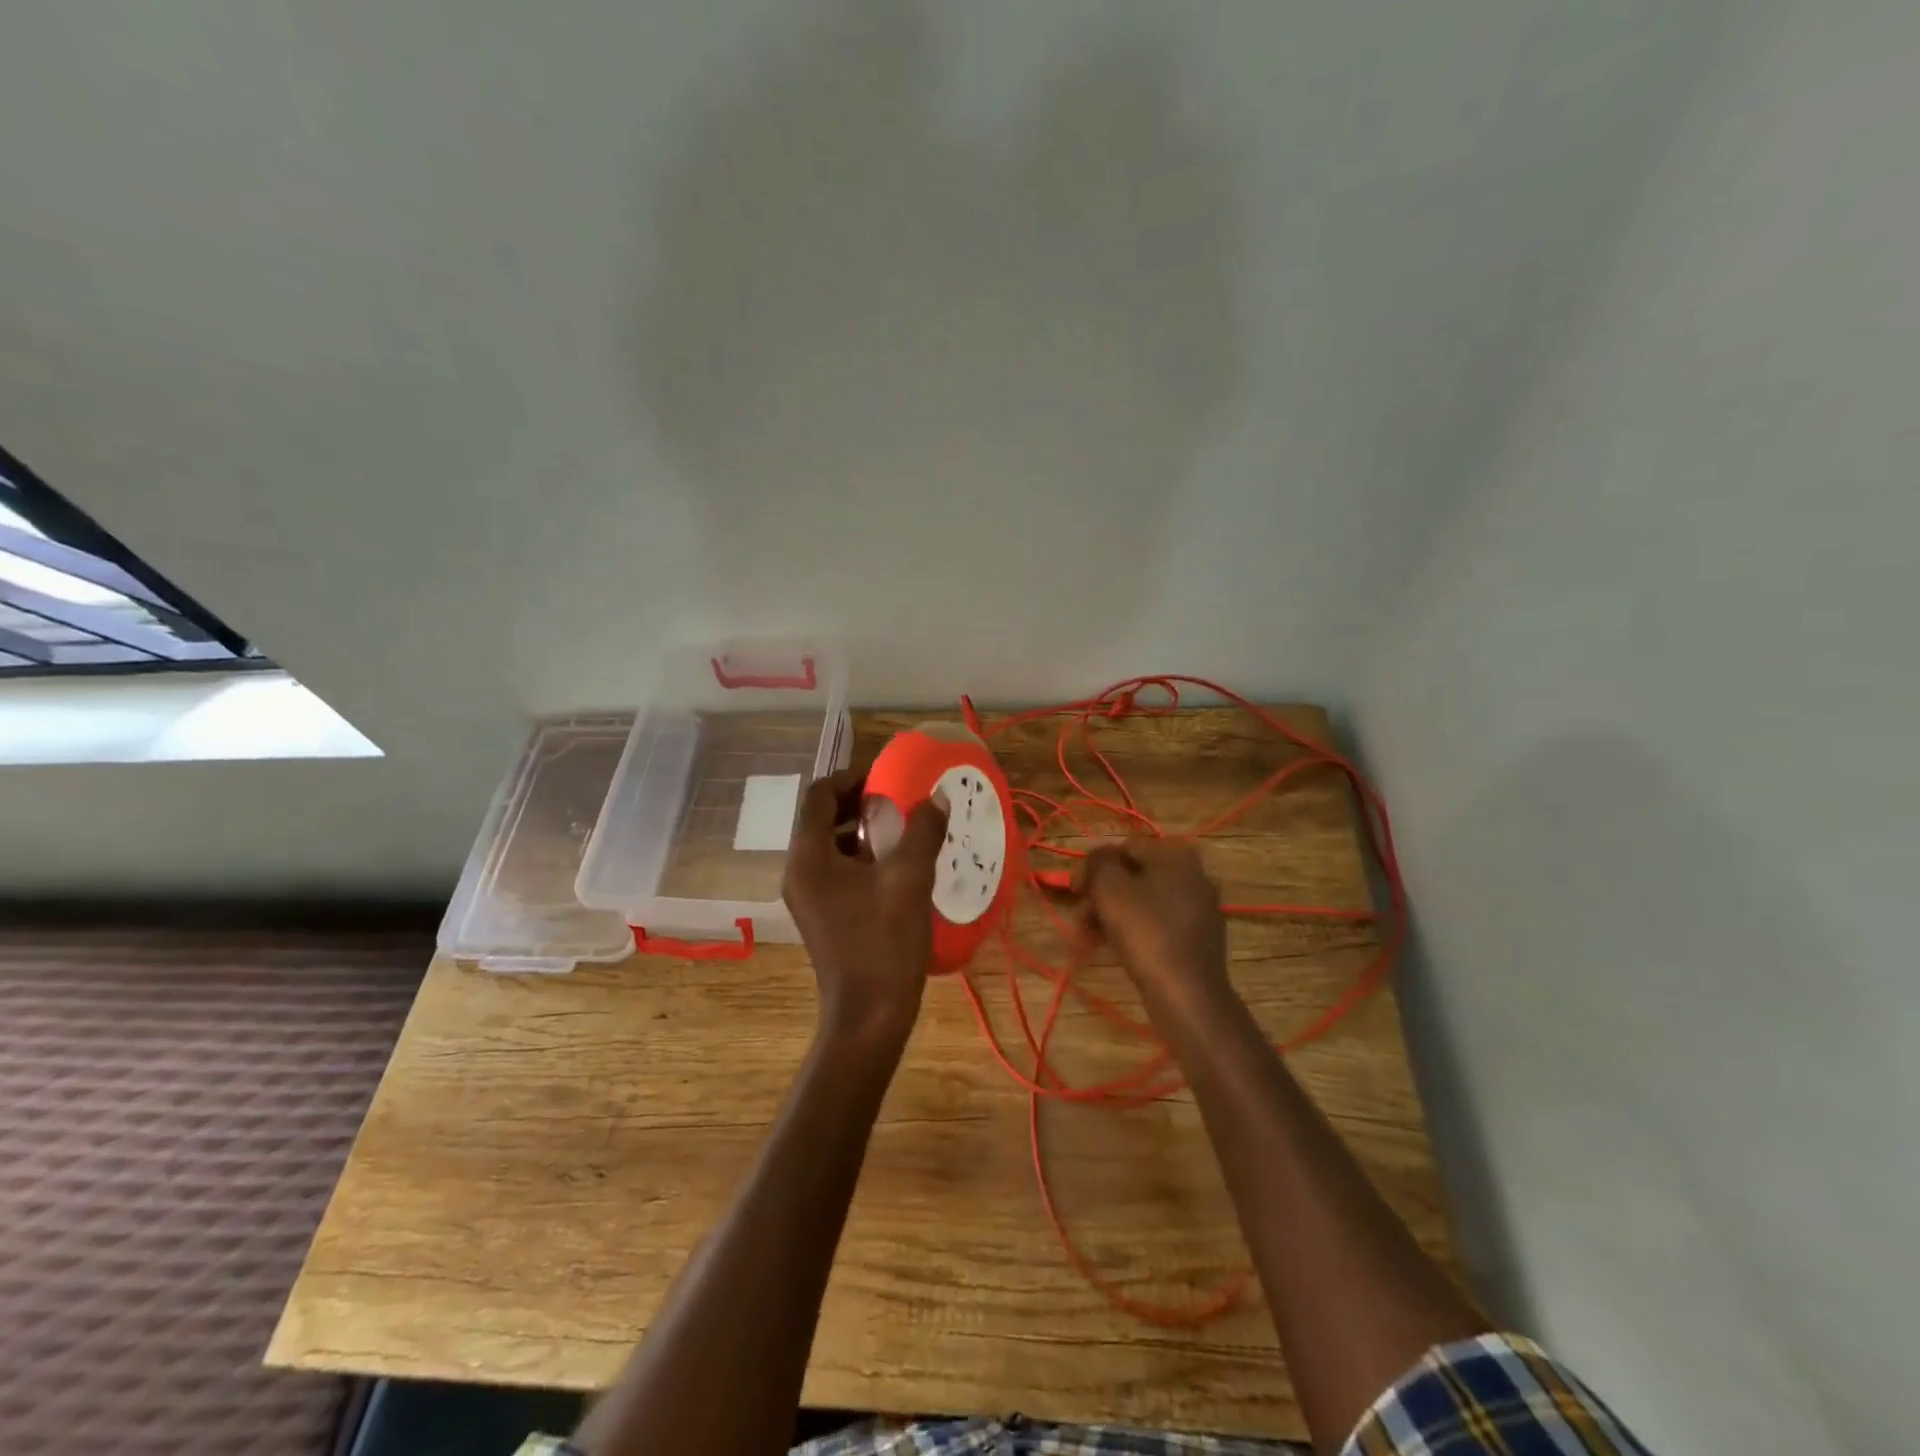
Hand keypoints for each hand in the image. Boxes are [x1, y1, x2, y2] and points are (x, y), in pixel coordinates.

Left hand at [783, 769, 949, 1045]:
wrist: (870, 1016)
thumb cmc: (884, 943)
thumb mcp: (909, 879)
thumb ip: (922, 831)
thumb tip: (937, 797)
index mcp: (809, 858)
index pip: (818, 795)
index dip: (850, 778)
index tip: (885, 778)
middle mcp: (799, 872)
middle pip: (821, 818)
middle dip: (858, 803)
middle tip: (898, 800)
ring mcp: (808, 896)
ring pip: (830, 845)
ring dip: (862, 831)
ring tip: (903, 829)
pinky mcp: (822, 915)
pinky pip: (836, 870)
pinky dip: (862, 858)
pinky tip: (898, 866)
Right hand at [1078, 838, 1232, 1017]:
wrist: (1187, 993)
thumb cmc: (1145, 931)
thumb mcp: (1110, 887)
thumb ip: (1097, 862)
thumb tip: (1096, 860)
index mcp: (1176, 855)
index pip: (1124, 847)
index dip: (1093, 866)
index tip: (1074, 891)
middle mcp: (1194, 874)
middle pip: (1134, 875)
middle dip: (1102, 894)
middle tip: (1081, 918)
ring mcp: (1200, 907)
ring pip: (1145, 901)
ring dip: (1113, 913)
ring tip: (1091, 937)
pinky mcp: (1200, 938)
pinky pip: (1159, 923)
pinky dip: (1136, 929)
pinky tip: (1116, 947)